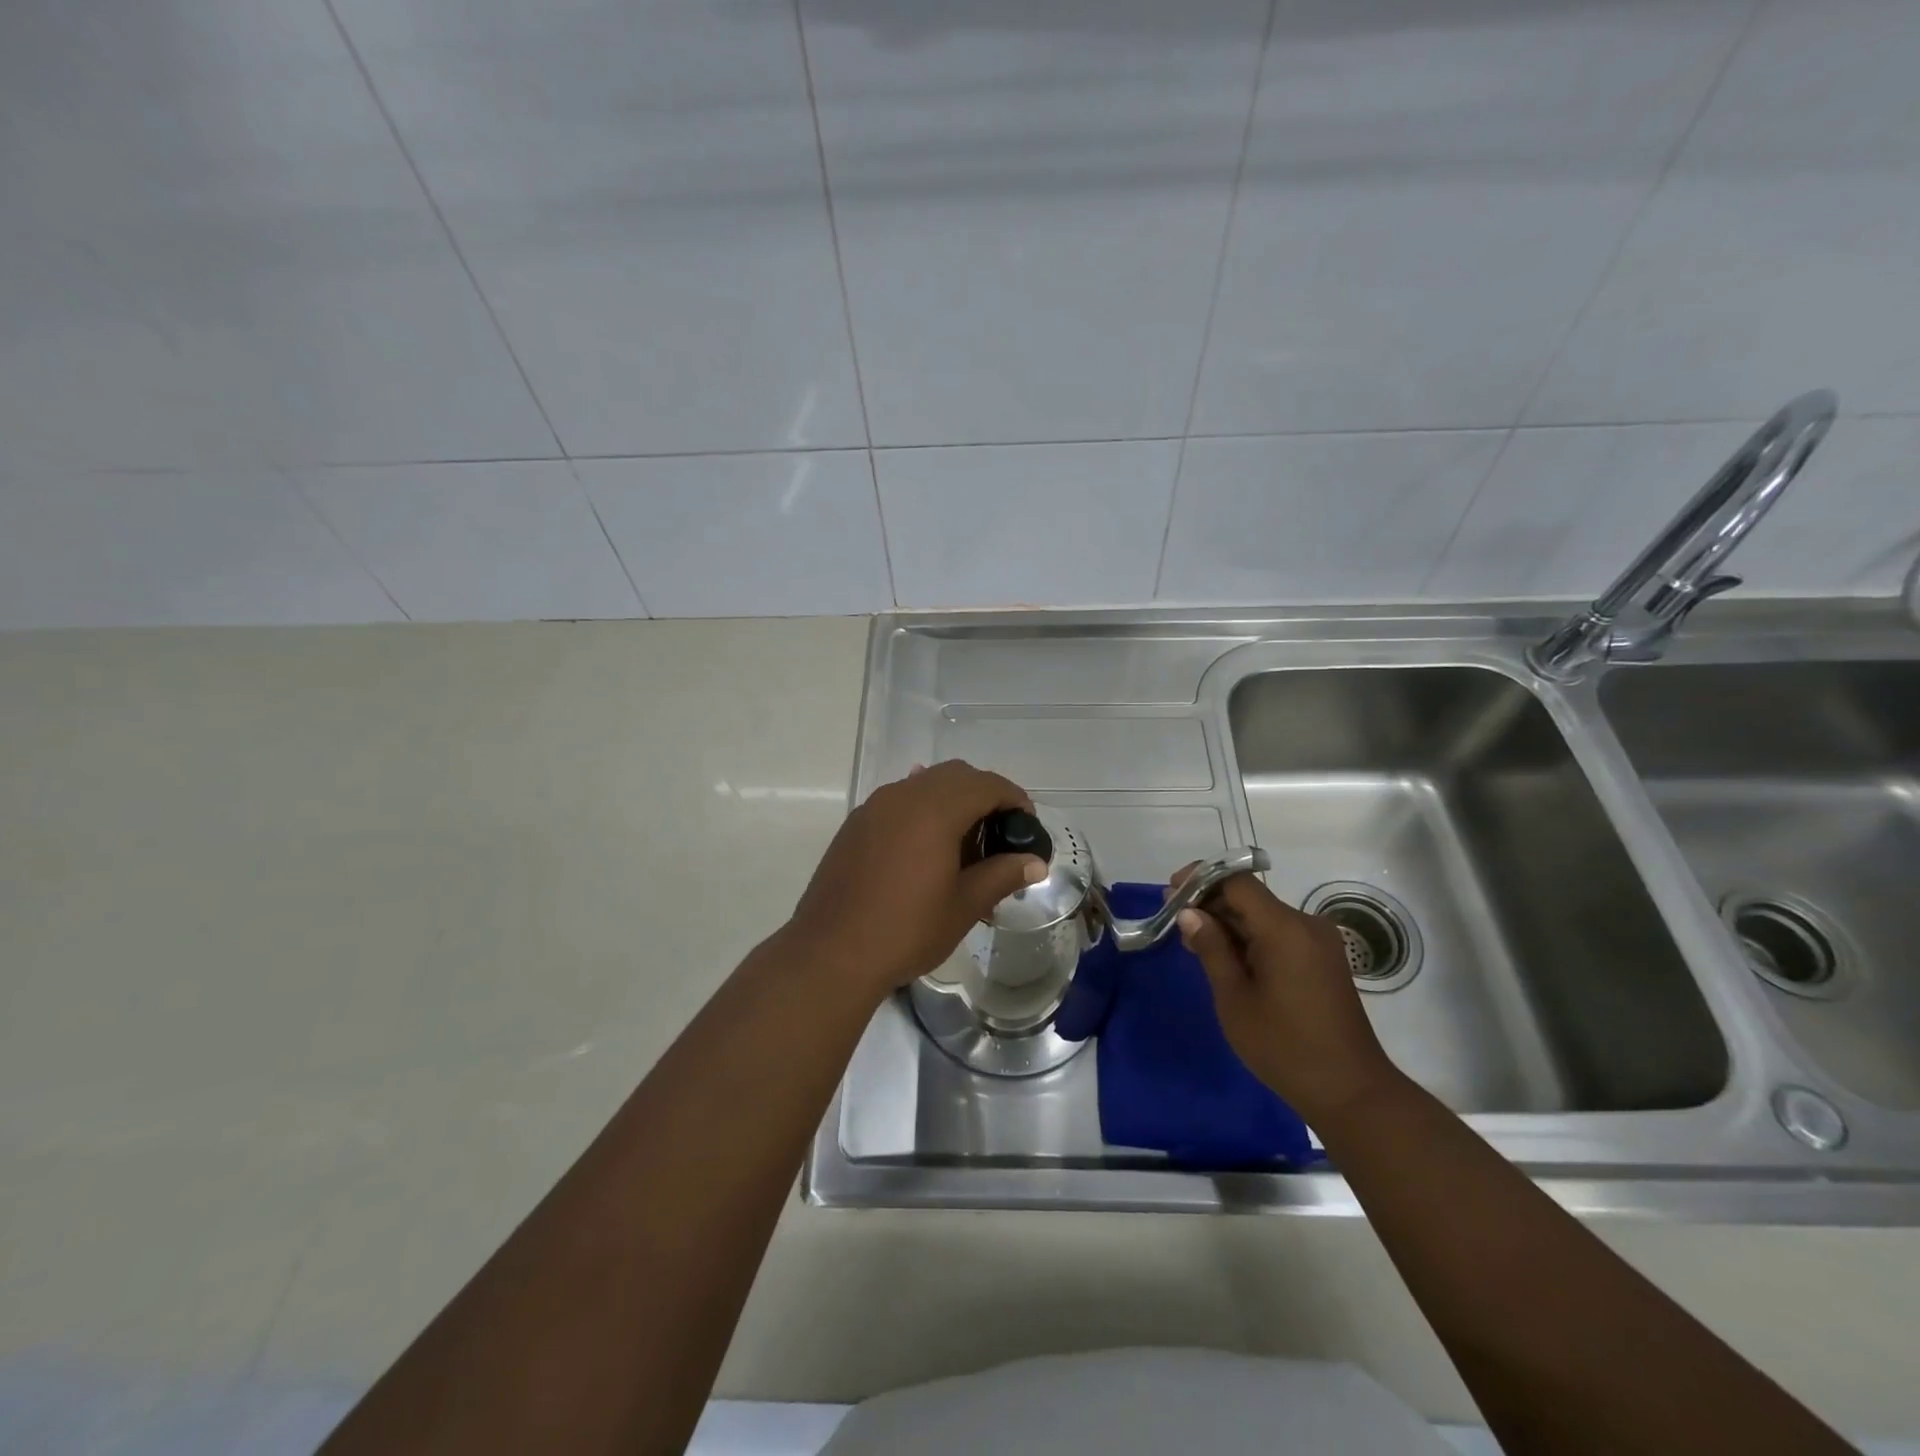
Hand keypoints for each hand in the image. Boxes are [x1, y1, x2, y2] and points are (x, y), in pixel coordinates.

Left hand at [784, 761, 1046, 998]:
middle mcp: (903, 795)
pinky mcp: (855, 824)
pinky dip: (923, 810)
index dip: (1014, 799)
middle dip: (984, 795)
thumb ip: (1002, 875)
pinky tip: (926, 846)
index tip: (1027, 826)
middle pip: (956, 775)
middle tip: (999, 834)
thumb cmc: (906, 930)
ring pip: (924, 783)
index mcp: (935, 809)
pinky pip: (899, 800)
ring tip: (964, 843)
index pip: (986, 784)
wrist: (830, 953)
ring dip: (952, 800)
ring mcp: (874, 807)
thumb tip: (1035, 862)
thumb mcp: (964, 905)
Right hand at [1173, 869, 1402, 1128]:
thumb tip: (1188, 913)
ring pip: (1263, 916)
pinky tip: (1228, 959)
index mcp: (1284, 928)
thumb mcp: (1235, 998)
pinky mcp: (1323, 959)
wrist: (1351, 1092)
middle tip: (1176, 924)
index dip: (1201, 879)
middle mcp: (1306, 924)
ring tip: (1196, 945)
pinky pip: (1279, 934)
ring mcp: (1319, 941)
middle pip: (1250, 897)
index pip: (1237, 882)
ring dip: (1230, 923)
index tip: (1171, 893)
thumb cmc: (1284, 1047)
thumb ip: (1211, 948)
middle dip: (1211, 904)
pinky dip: (1251, 938)